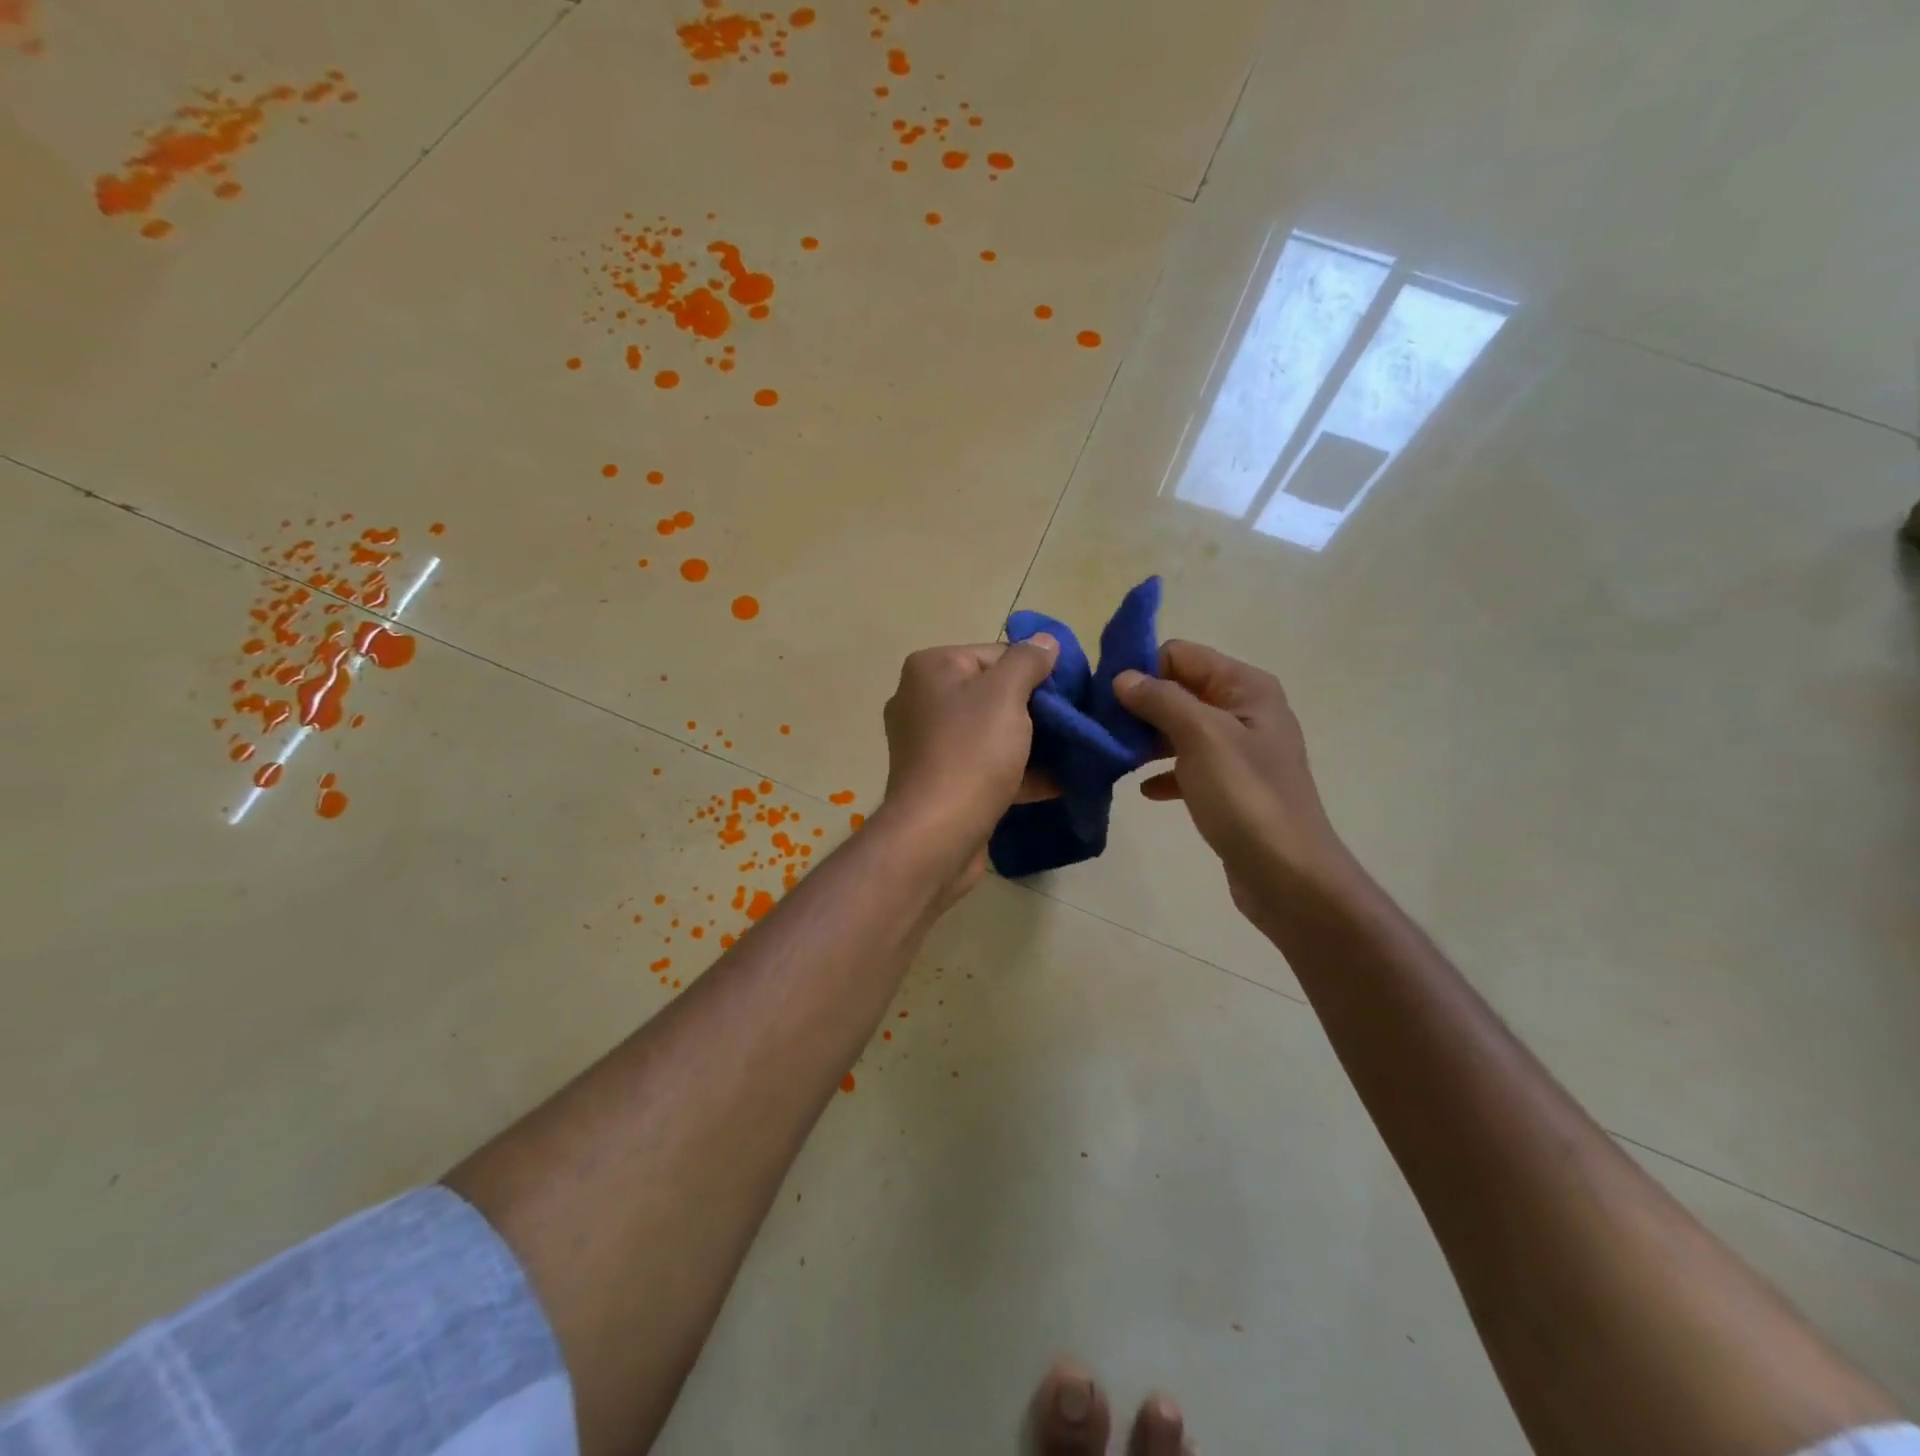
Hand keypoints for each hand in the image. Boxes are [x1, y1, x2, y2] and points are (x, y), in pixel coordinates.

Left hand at [880, 637, 1060, 896]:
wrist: (936, 836)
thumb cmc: (970, 753)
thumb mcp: (1006, 695)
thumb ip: (1028, 661)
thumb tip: (1044, 640)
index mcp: (931, 670)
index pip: (995, 654)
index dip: (1036, 671)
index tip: (1071, 693)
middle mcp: (923, 701)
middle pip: (994, 694)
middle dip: (1037, 709)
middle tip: (1077, 722)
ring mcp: (930, 746)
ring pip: (993, 733)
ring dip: (1033, 743)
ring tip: (1076, 751)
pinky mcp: (942, 783)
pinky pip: (987, 767)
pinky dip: (1019, 773)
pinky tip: (1060, 782)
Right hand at [1113, 640, 1351, 923]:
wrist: (1287, 875)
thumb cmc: (1245, 797)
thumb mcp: (1201, 737)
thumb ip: (1160, 700)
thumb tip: (1122, 677)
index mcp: (1245, 687)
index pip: (1180, 654)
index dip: (1141, 669)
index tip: (1103, 696)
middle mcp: (1244, 710)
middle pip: (1179, 690)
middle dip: (1139, 705)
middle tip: (1101, 728)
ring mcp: (1239, 750)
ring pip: (1180, 729)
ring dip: (1147, 739)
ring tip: (1113, 756)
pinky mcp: (1230, 785)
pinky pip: (1188, 765)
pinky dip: (1165, 772)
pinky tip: (1145, 790)